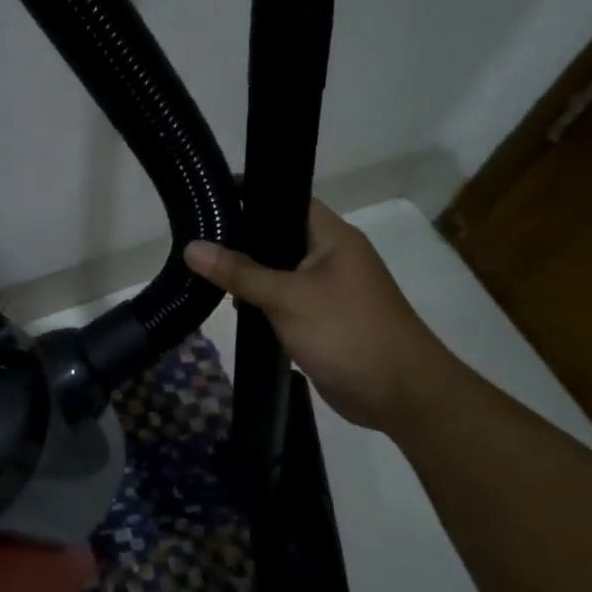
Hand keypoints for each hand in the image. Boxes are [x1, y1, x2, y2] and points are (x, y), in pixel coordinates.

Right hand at [184, 200, 457, 431]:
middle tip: (195, 236)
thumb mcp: (288, 298)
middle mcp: (331, 255)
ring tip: (202, 267)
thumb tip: (191, 247)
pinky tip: (229, 301)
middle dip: (241, 237)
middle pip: (278, 235)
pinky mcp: (322, 318)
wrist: (401, 396)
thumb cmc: (347, 332)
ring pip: (279, 269)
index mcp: (333, 237)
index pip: (286, 200)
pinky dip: (261, 299)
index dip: (250, 195)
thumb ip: (239, 272)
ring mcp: (328, 288)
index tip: (208, 199)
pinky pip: (285, 298)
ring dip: (248, 272)